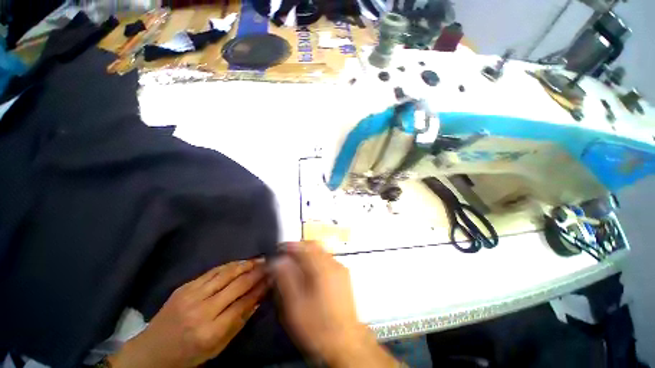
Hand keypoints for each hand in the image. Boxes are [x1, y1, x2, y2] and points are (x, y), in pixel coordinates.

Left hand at [108, 259, 268, 367]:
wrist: (152, 351)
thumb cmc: (188, 355)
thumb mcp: (217, 347)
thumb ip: (239, 322)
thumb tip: (259, 298)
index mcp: (211, 331)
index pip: (244, 303)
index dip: (260, 288)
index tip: (272, 278)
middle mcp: (202, 311)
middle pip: (237, 285)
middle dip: (256, 273)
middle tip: (269, 264)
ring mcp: (191, 296)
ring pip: (226, 274)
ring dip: (245, 265)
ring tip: (259, 259)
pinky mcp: (185, 287)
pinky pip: (212, 272)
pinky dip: (229, 266)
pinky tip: (240, 262)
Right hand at [273, 242, 398, 367]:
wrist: (345, 341)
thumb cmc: (318, 326)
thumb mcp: (295, 305)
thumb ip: (286, 279)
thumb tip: (278, 261)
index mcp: (322, 269)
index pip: (304, 247)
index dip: (289, 246)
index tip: (279, 249)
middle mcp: (334, 264)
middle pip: (314, 245)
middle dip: (299, 248)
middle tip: (286, 257)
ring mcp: (340, 269)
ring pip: (321, 251)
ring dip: (307, 254)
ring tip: (295, 265)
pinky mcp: (343, 275)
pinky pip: (327, 259)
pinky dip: (315, 260)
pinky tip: (309, 273)